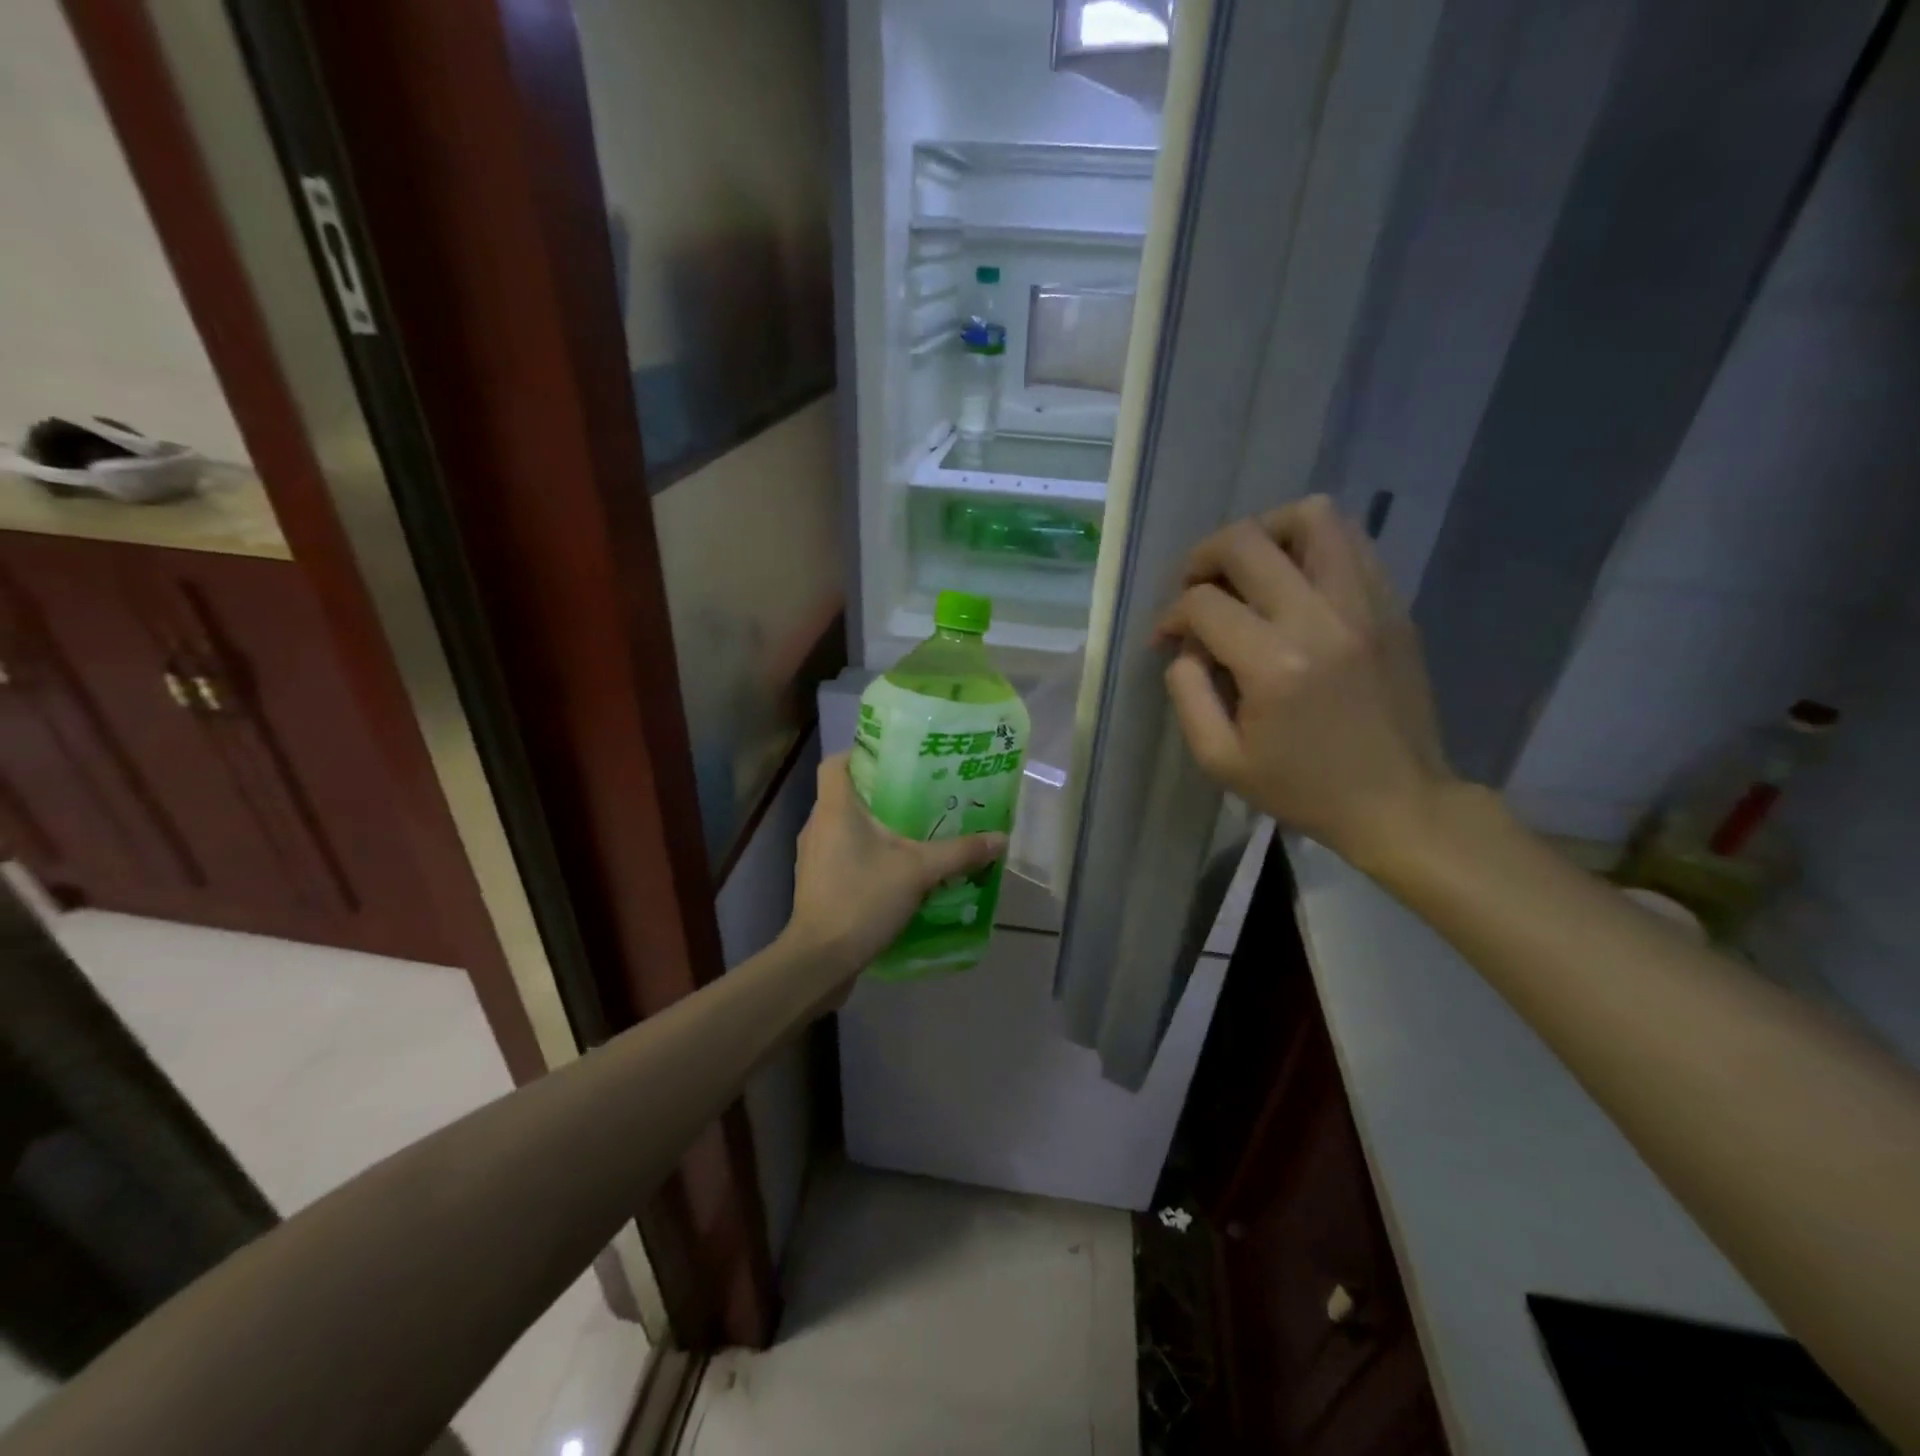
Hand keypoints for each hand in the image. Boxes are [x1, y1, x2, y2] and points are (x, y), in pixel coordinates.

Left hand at [785, 752, 1007, 978]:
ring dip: (874, 825)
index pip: (837, 762)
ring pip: (844, 826)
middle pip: (845, 793)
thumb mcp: (919, 871)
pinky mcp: (817, 883)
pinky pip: (843, 854)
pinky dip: (866, 853)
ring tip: (913, 829)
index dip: (861, 752)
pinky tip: (896, 868)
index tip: (895, 758)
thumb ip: (959, 852)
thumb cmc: (863, 899)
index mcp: (834, 808)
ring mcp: (813, 856)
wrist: (820, 959)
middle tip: (919, 792)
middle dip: (880, 791)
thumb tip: (1001, 838)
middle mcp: (818, 825)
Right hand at [1156, 496, 1452, 869]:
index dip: (1171, 616)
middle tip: (1195, 590)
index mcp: (1274, 665)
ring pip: (1311, 517)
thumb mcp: (1219, 759)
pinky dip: (1310, 545)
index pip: (1203, 604)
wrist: (1398, 801)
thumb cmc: (1301, 788)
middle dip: (1203, 558)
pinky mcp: (1392, 605)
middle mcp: (1321, 619)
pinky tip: (1292, 580)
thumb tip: (1186, 645)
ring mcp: (1365, 604)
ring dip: (1264, 532)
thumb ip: (1187, 693)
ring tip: (1248, 568)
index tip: (1167, 640)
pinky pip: (1350, 541)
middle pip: (1246, 543)